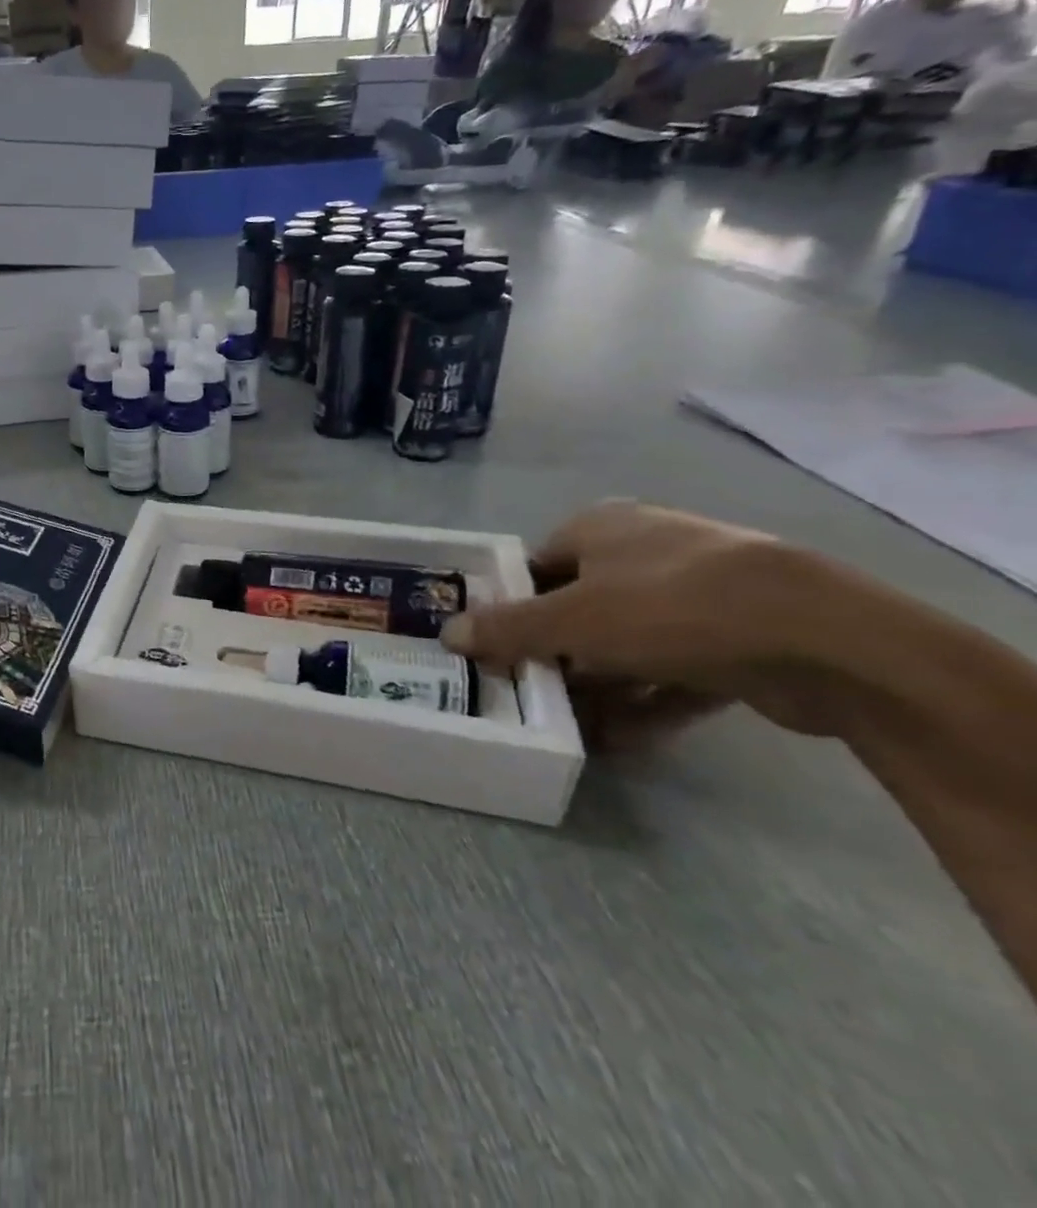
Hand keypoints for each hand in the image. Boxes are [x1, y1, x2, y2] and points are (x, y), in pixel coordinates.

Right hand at [442, 502, 833, 750]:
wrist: (825, 640)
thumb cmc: (671, 606)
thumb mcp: (571, 619)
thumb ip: (506, 628)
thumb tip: (447, 633)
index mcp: (600, 529)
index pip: (535, 567)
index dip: (508, 606)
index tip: (490, 647)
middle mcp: (644, 552)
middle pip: (578, 608)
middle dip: (552, 653)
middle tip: (523, 691)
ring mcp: (696, 596)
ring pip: (625, 644)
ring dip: (597, 686)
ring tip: (565, 726)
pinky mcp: (737, 641)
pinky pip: (673, 674)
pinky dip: (645, 704)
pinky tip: (618, 743)